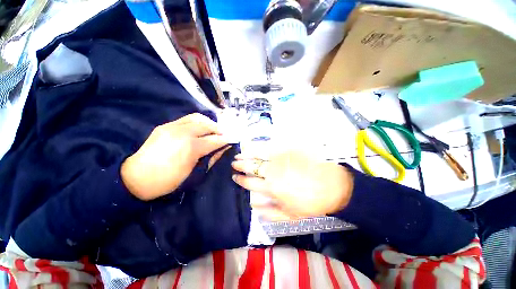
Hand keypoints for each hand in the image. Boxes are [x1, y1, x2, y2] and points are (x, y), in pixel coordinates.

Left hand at [121, 113, 228, 200]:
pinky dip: (198, 122)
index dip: (226, 140)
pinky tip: (200, 129)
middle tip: (224, 135)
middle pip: (208, 125)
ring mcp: (172, 127)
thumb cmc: (167, 181)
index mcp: (191, 148)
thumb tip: (223, 149)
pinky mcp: (165, 125)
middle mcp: (183, 133)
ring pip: (197, 118)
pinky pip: (187, 119)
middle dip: (219, 130)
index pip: (215, 140)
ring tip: (213, 130)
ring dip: (209, 123)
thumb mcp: (193, 174)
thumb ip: (211, 158)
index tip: (232, 140)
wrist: (135, 178)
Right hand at [231, 150, 353, 220]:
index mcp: (271, 188)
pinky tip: (255, 146)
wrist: (332, 185)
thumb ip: (270, 212)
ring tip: (239, 154)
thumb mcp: (291, 215)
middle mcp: (272, 172)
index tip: (235, 177)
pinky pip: (270, 148)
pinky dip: (260, 147)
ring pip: (258, 155)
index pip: (250, 183)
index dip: (240, 180)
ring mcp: (280, 159)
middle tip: (234, 163)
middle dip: (240, 165)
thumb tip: (253, 205)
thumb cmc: (311, 203)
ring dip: (246, 155)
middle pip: (252, 167)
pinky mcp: (288, 151)